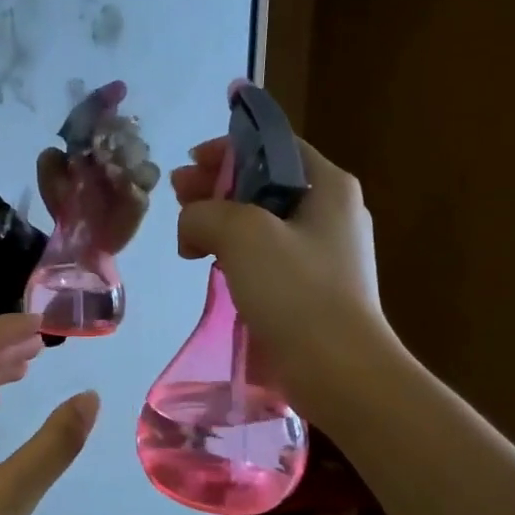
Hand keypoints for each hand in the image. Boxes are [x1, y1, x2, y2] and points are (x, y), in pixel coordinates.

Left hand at [37, 80, 158, 253]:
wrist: (78, 243)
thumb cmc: (66, 209)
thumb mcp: (50, 180)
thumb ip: (51, 160)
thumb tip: (62, 148)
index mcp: (94, 147)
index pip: (103, 116)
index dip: (108, 100)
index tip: (118, 90)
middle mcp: (116, 156)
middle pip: (125, 128)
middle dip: (116, 131)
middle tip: (101, 146)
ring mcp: (132, 175)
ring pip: (140, 149)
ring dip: (124, 152)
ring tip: (107, 167)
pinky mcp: (141, 196)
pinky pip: (146, 177)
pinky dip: (132, 175)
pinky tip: (118, 181)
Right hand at [171, 133, 387, 428]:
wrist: (339, 369)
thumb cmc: (296, 290)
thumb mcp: (242, 234)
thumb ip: (204, 212)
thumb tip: (192, 224)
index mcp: (328, 185)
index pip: (273, 146)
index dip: (227, 149)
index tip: (189, 164)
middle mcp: (332, 211)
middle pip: (265, 182)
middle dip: (217, 186)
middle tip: (176, 196)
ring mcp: (325, 252)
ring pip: (263, 220)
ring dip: (222, 221)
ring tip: (187, 236)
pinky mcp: (313, 287)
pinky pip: (268, 255)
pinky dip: (237, 253)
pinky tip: (212, 266)